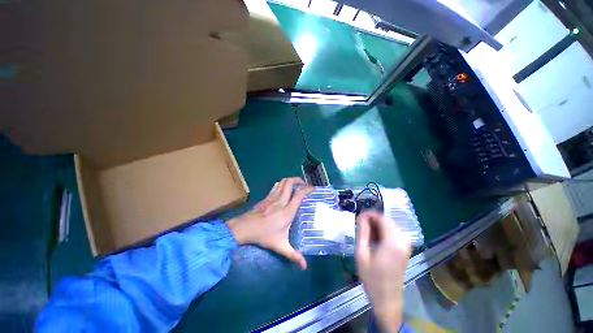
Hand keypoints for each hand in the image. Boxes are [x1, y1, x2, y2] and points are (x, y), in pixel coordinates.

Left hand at [227, 177, 313, 269]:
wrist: (245, 228)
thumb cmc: (264, 235)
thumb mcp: (280, 246)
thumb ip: (293, 255)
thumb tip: (304, 267)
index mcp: (288, 211)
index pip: (299, 195)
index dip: (307, 189)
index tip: (313, 188)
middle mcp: (281, 201)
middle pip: (290, 183)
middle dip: (298, 180)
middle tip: (304, 184)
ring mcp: (273, 197)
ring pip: (282, 182)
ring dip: (290, 180)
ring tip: (296, 185)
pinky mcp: (267, 197)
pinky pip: (276, 186)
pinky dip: (282, 184)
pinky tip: (284, 189)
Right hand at [355, 211, 411, 332]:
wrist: (387, 299)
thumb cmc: (371, 278)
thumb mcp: (362, 254)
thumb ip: (362, 232)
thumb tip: (361, 216)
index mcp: (392, 243)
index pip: (382, 219)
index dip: (370, 214)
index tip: (359, 216)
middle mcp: (403, 242)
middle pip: (388, 221)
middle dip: (373, 220)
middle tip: (360, 225)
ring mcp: (406, 246)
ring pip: (391, 226)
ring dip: (378, 226)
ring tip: (367, 233)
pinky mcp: (406, 250)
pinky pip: (395, 233)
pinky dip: (384, 232)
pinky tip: (376, 239)